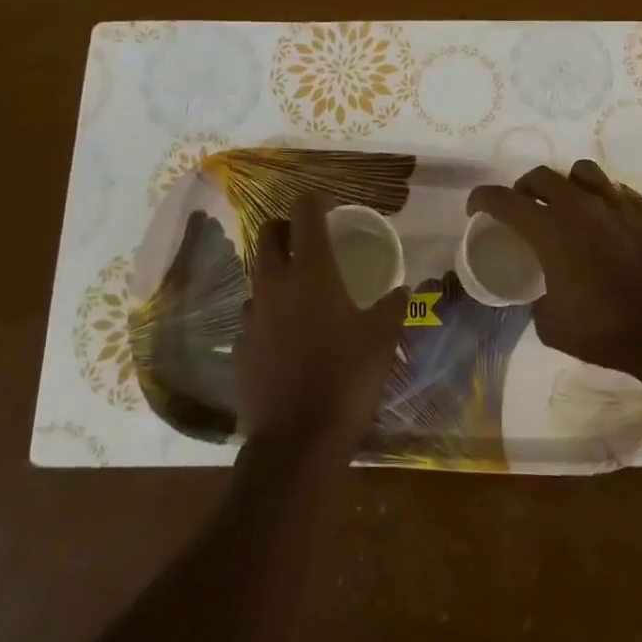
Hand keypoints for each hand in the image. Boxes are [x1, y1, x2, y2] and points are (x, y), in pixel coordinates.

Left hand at [234, 192, 408, 453]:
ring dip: (275, 269)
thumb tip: (401, 289)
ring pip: (257, 275)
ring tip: (299, 285)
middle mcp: (275, 284)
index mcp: (312, 272)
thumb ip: (392, 306)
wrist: (297, 440)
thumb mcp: (383, 339)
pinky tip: (286, 331)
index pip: (305, 216)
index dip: (314, 201)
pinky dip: (269, 309)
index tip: (326, 202)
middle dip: (284, 226)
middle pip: (268, 235)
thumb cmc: (347, 379)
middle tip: (306, 236)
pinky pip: (254, 313)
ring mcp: (252, 315)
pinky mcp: (241, 345)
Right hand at [466, 161, 641, 378]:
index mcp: (549, 230)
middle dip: (525, 188)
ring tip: (568, 205)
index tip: (476, 207)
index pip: (503, 200)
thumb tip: (542, 294)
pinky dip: (603, 200)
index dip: (483, 199)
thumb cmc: (604, 329)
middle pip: (542, 176)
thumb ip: (538, 299)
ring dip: (567, 185)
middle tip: (524, 207)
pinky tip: (606, 221)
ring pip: (583, 172)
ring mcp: (617, 204)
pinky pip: (617, 191)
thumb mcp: (551, 323)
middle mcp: (580, 206)